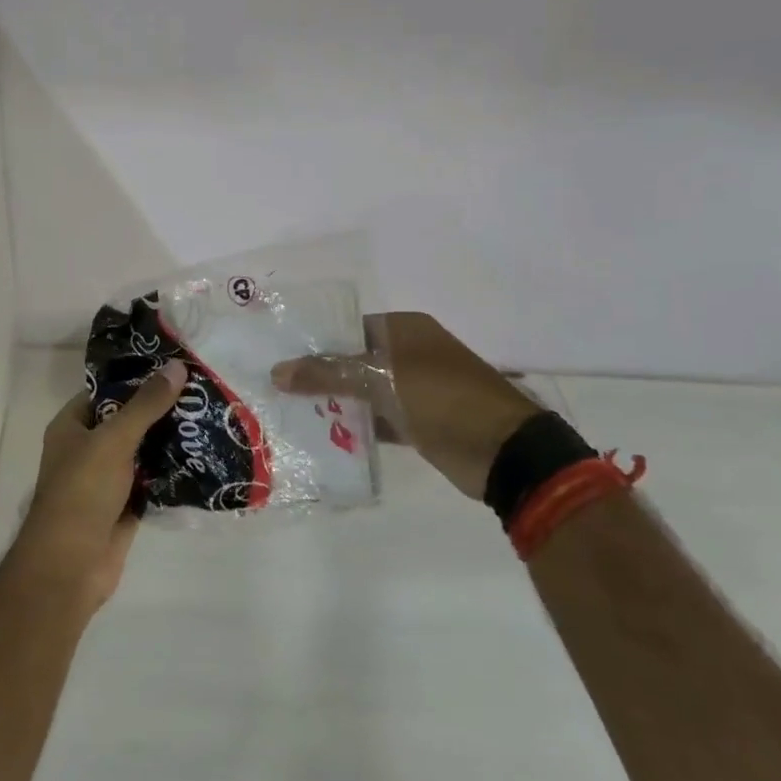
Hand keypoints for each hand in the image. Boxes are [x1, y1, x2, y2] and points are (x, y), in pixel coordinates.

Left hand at [8, 361, 188, 615]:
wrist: (71, 566)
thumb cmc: (82, 492)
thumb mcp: (113, 440)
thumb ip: (145, 405)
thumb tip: (177, 367)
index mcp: (72, 426)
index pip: (106, 391)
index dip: (137, 377)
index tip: (174, 366)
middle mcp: (87, 448)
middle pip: (128, 420)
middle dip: (160, 409)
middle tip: (202, 390)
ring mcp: (107, 479)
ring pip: (143, 451)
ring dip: (171, 440)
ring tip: (210, 417)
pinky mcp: (126, 505)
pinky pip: (153, 480)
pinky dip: (173, 471)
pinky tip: (205, 456)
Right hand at [271, 312, 537, 500]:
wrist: (503, 451)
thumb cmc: (441, 398)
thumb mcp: (379, 379)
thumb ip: (326, 373)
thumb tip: (276, 371)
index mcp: (404, 330)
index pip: (347, 328)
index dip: (314, 341)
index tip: (279, 357)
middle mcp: (408, 354)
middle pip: (352, 361)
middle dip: (318, 375)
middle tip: (276, 388)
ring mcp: (415, 390)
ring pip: (363, 391)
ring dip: (333, 403)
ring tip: (288, 413)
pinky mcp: (418, 422)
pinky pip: (376, 418)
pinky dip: (354, 426)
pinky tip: (321, 437)